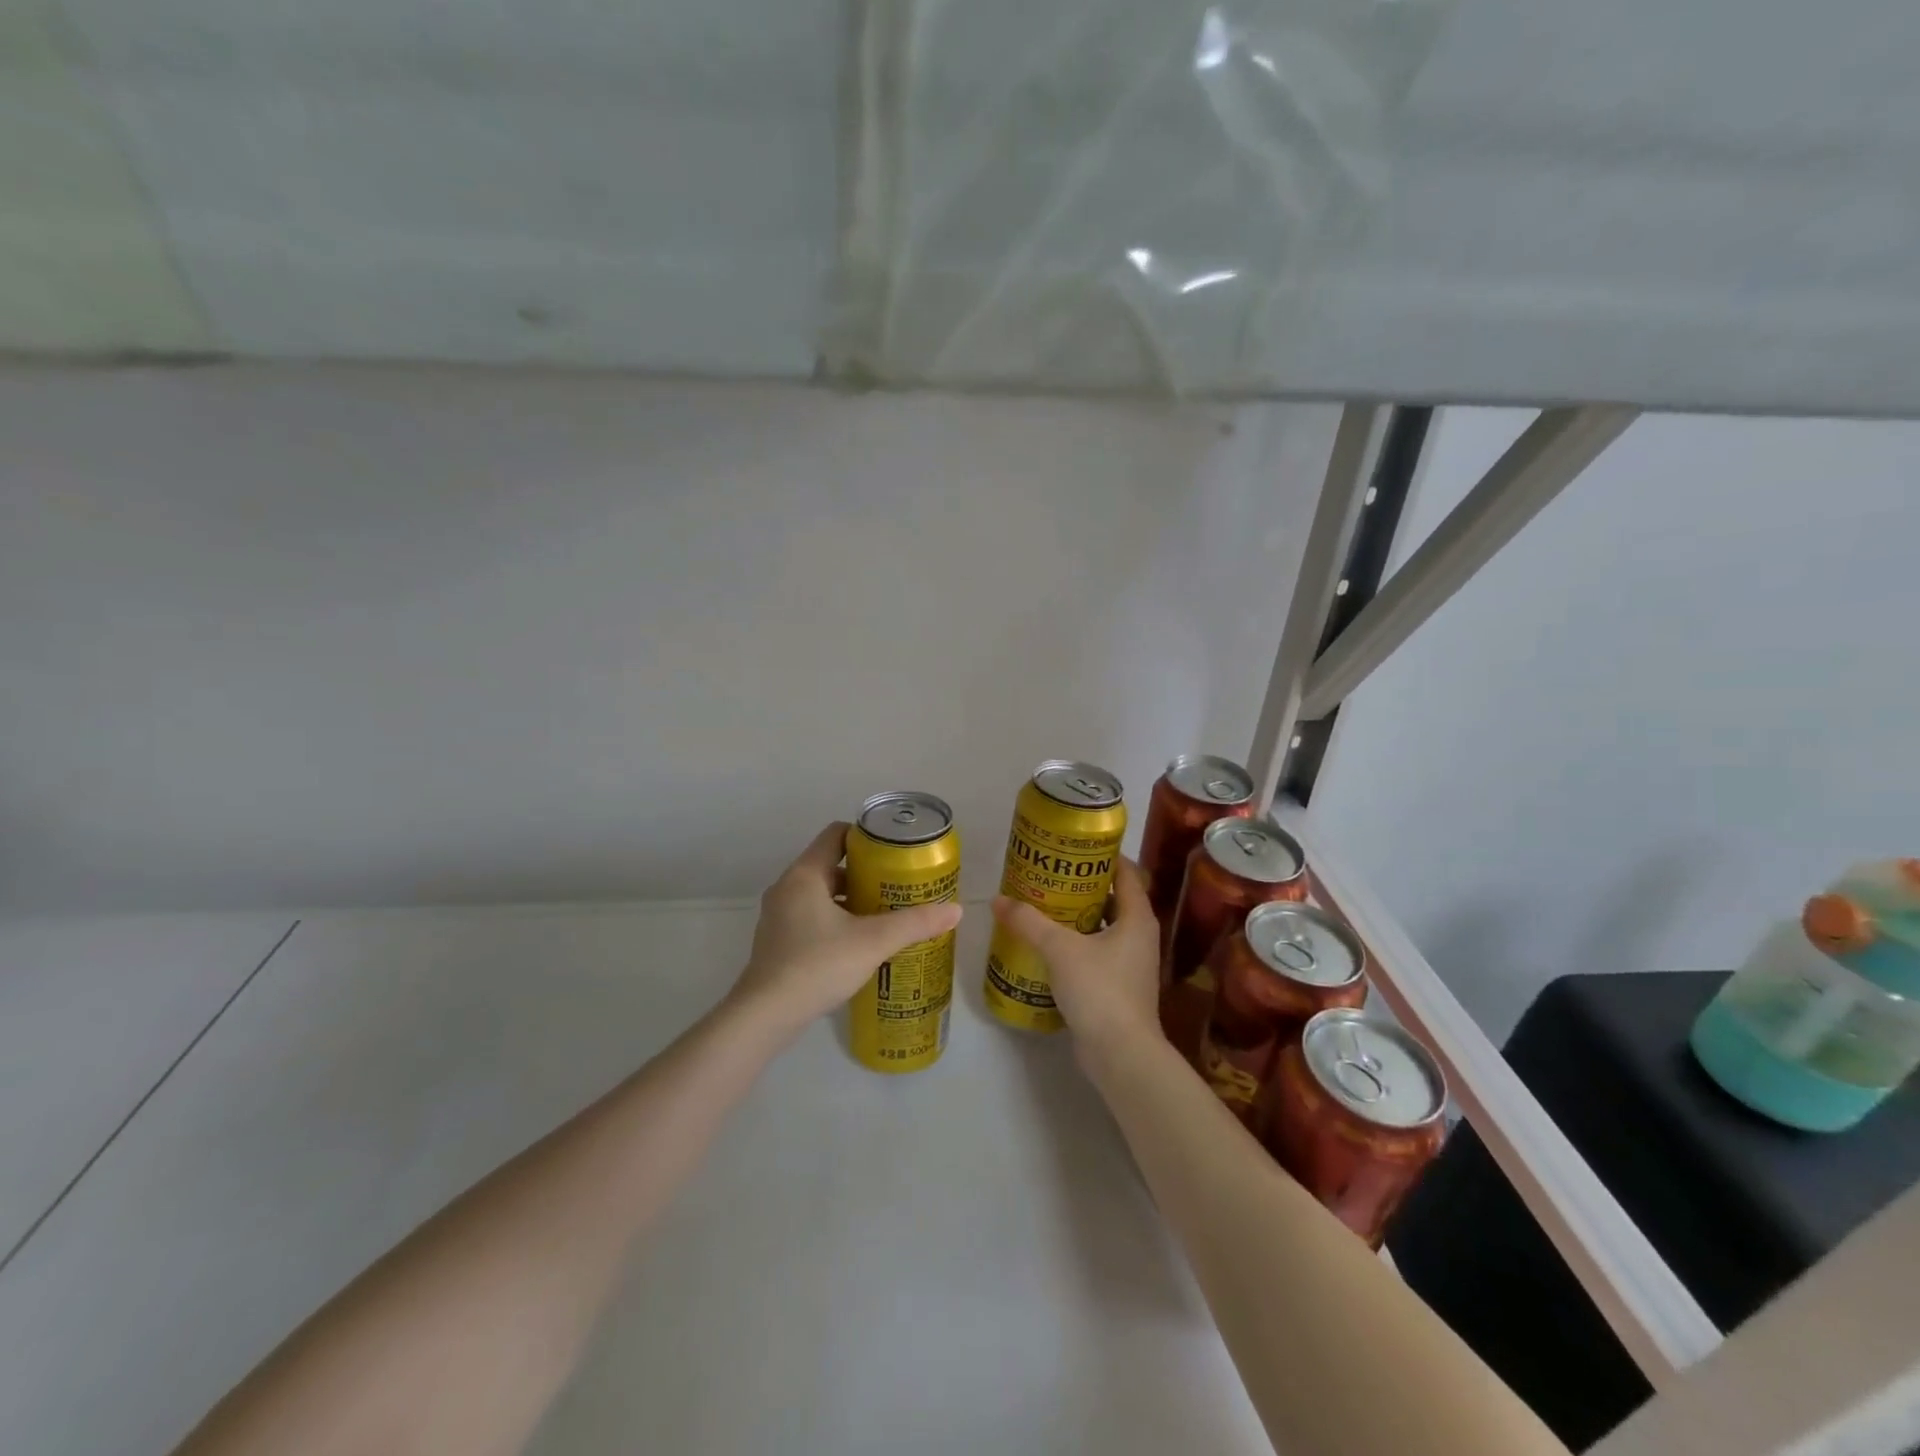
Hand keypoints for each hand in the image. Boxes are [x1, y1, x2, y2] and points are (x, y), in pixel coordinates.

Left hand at [727, 822, 963, 1043]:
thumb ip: (914, 923)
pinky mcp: (777, 941)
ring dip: (851, 898)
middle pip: (830, 865)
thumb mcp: (873, 942)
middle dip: (865, 873)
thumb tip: (956, 910)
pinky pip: (811, 916)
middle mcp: (787, 888)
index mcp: (805, 875)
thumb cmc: (817, 966)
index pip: (835, 835)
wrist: (765, 1016)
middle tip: (897, 885)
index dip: (866, 837)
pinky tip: (858, 942)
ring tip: (884, 913)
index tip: (894, 851)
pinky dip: (835, 919)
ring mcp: (778, 916)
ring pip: (821, 893)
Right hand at [991, 857, 1159, 1063]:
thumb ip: (1028, 922)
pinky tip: (1046, 946)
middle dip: (1082, 886)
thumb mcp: (1060, 949)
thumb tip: (998, 900)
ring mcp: (1129, 964)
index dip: (1104, 855)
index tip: (1074, 846)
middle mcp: (1138, 936)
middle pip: (1112, 899)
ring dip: (1076, 917)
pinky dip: (1074, 945)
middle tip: (1049, 875)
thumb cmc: (1099, 990)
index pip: (1126, 872)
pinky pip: (1095, 953)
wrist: (1120, 1055)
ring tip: (1042, 906)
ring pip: (1101, 928)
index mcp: (1136, 918)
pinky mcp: (1116, 987)